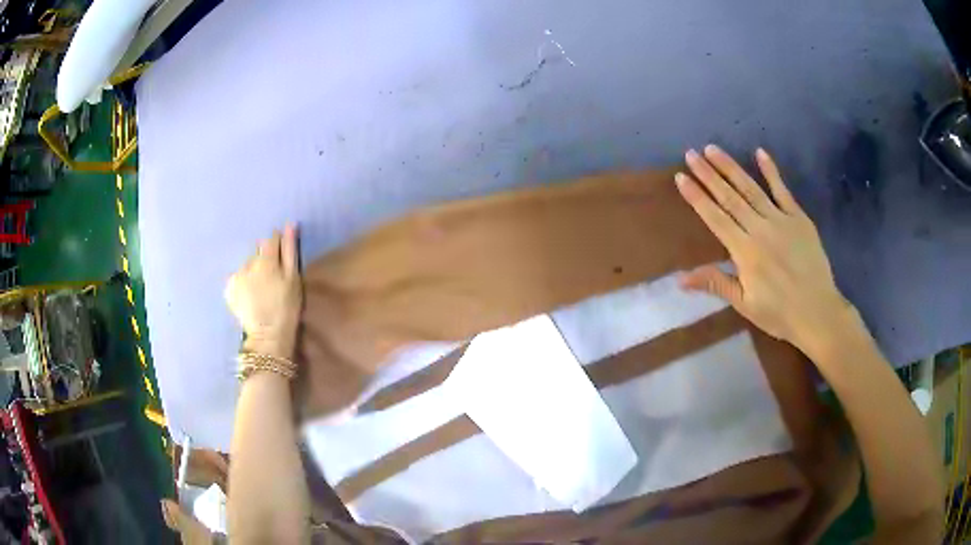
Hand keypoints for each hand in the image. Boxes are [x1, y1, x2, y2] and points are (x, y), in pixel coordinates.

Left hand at [225, 224, 301, 357]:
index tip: (282, 256)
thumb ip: (290, 250)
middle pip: (257, 252)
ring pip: (247, 266)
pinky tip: (250, 295)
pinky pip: (237, 278)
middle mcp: (247, 263)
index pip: (270, 239)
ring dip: (253, 271)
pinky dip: (243, 282)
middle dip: (264, 259)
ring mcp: (236, 276)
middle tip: (272, 277)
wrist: (268, 335)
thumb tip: (289, 225)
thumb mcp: (293, 278)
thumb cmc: (286, 307)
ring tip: (261, 289)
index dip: (278, 244)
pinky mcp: (229, 289)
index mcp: (265, 259)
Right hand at [675, 145, 853, 354]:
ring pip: (751, 189)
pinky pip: (783, 191)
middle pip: (730, 197)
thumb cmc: (779, 313)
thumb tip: (680, 279)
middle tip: (690, 154)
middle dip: (708, 174)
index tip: (681, 177)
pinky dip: (771, 171)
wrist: (818, 312)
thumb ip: (716, 283)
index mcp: (745, 252)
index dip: (697, 197)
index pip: (715, 218)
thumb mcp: (744, 304)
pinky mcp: (799, 218)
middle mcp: (760, 229)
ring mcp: (781, 220)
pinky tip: (760, 152)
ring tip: (713, 149)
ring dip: (731, 167)